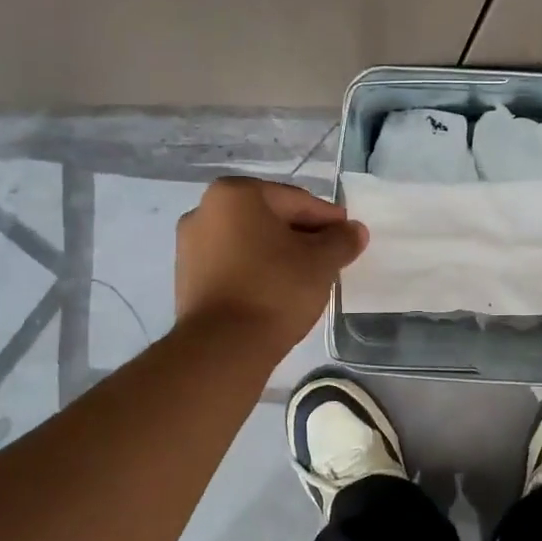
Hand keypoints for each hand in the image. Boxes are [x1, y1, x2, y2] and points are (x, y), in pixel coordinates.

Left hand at [175, 177, 366, 353]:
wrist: (223, 347)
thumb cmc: (275, 290)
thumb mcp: (321, 262)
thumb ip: (341, 240)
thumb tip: (355, 230)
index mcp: (236, 194)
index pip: (296, 200)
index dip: (327, 219)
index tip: (348, 237)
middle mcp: (205, 209)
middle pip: (269, 218)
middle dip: (301, 235)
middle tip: (330, 257)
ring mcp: (189, 245)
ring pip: (249, 241)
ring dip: (278, 253)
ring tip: (306, 277)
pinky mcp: (186, 278)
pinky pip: (232, 263)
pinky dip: (256, 270)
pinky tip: (276, 291)